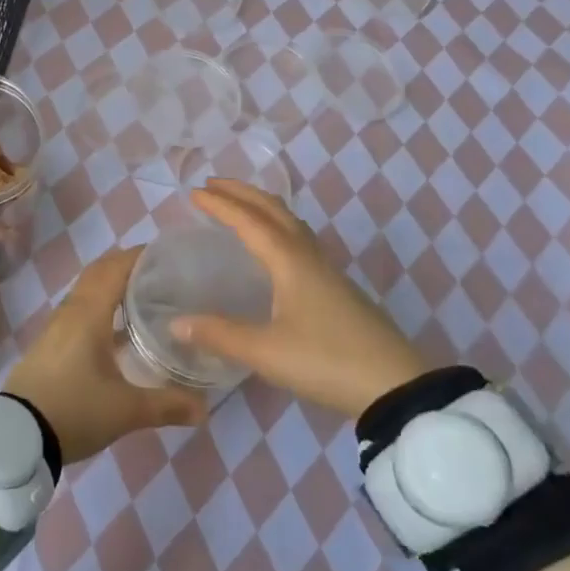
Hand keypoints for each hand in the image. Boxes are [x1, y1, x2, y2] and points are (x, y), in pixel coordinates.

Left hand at [5, 246, 206, 463]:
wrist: (16, 435)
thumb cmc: (74, 410)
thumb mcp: (126, 411)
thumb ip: (167, 404)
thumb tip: (204, 408)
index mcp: (89, 313)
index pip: (115, 267)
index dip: (140, 256)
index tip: (168, 254)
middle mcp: (71, 310)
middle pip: (99, 272)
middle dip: (128, 266)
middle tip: (162, 273)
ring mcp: (57, 326)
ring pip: (87, 290)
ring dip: (112, 284)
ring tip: (144, 295)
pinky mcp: (50, 343)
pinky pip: (79, 309)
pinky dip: (100, 305)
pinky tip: (118, 328)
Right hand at [173, 180, 431, 418]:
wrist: (394, 386)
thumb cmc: (325, 361)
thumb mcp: (265, 351)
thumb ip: (220, 334)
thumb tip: (176, 324)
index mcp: (289, 261)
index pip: (248, 221)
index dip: (220, 205)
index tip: (194, 192)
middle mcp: (308, 256)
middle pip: (274, 210)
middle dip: (243, 193)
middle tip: (213, 184)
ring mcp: (327, 271)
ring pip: (291, 223)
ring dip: (263, 207)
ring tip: (241, 206)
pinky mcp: (338, 288)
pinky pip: (301, 240)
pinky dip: (279, 227)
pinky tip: (275, 248)